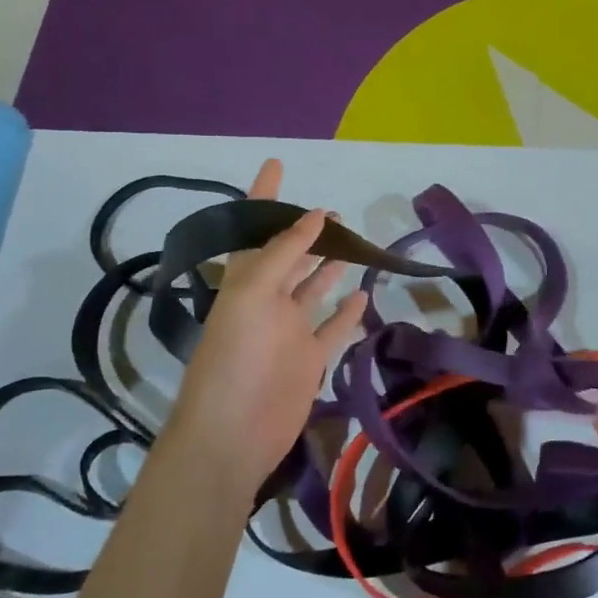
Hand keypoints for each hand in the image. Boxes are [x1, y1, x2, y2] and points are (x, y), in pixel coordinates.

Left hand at [165, 160, 368, 492]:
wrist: (233, 434)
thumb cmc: (236, 357)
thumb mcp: (253, 293)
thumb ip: (284, 253)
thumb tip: (315, 216)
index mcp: (245, 281)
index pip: (255, 227)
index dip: (263, 196)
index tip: (276, 164)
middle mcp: (268, 300)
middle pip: (291, 256)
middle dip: (309, 233)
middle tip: (337, 213)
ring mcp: (290, 330)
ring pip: (314, 289)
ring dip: (330, 266)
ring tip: (354, 243)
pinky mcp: (310, 358)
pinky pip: (333, 327)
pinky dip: (347, 311)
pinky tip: (363, 294)